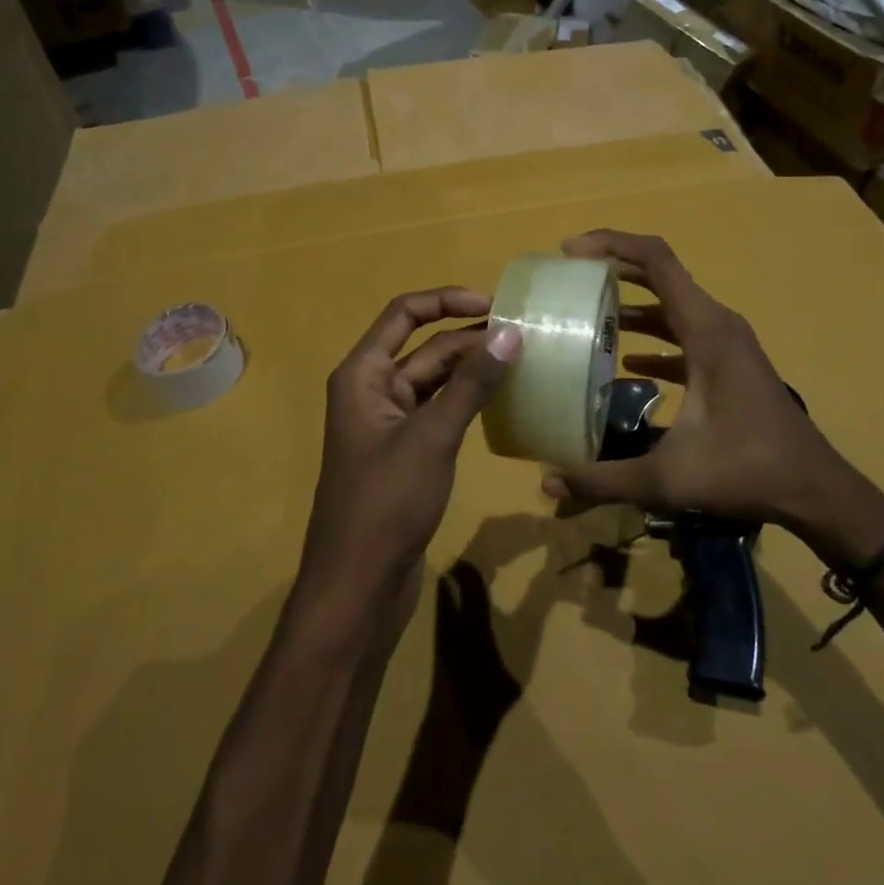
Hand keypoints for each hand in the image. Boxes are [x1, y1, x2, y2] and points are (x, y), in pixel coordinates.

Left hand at [297, 289, 522, 614]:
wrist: (359, 584)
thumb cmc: (386, 502)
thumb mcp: (432, 436)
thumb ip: (471, 383)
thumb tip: (511, 333)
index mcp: (363, 374)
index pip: (403, 314)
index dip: (446, 300)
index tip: (495, 305)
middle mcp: (371, 390)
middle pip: (423, 348)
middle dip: (469, 339)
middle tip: (525, 338)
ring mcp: (388, 423)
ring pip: (434, 381)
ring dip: (471, 370)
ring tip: (522, 362)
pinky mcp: (405, 453)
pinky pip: (438, 411)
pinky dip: (466, 401)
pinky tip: (502, 401)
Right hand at [540, 232, 883, 567]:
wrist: (815, 491)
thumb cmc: (747, 471)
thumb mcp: (668, 478)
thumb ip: (603, 479)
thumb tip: (547, 482)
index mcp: (706, 330)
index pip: (656, 260)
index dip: (611, 244)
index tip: (569, 252)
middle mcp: (717, 324)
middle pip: (660, 273)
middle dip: (612, 267)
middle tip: (568, 278)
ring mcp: (726, 343)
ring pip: (671, 304)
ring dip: (630, 301)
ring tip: (586, 313)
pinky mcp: (728, 363)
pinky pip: (683, 333)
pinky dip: (652, 335)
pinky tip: (626, 362)